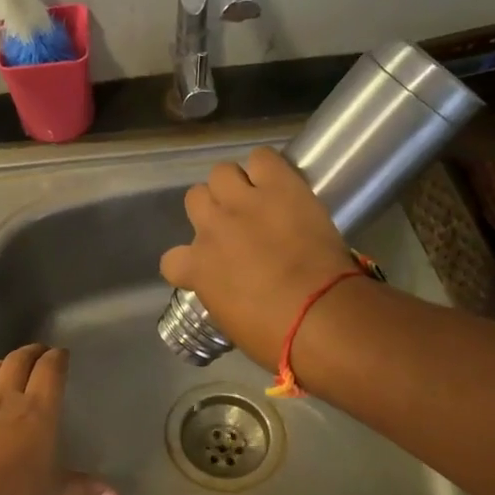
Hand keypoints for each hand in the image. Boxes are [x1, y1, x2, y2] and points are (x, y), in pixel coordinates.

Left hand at [0, 343, 116, 494]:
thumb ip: (84, 490)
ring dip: (6, 362)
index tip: (62, 354)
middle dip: (32, 352)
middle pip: (18, 359)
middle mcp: (7, 400)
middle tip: (42, 353)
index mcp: (37, 411)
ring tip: (13, 367)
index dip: (57, 357)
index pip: (49, 369)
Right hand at [160, 147, 356, 369]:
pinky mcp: (279, 186)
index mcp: (196, 269)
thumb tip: (231, 292)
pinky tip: (279, 183)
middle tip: (236, 224)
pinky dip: (268, 168)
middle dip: (212, 210)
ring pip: (221, 172)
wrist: (322, 316)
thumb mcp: (233, 324)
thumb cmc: (278, 338)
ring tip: (256, 198)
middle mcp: (212, 228)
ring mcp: (243, 203)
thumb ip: (221, 297)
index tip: (207, 269)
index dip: (189, 263)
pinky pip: (262, 157)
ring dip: (236, 185)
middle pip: (195, 199)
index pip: (171, 260)